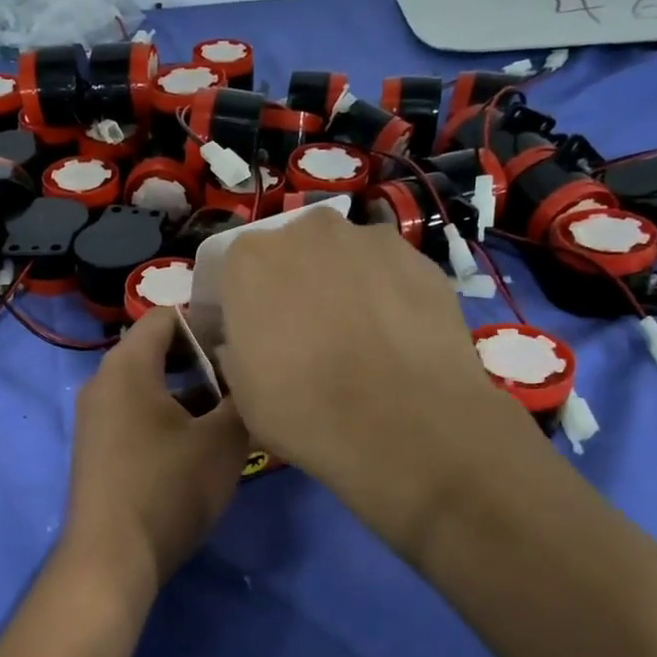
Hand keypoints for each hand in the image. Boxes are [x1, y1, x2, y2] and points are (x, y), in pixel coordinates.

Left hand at [60, 309, 249, 598]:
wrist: (111, 559)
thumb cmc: (168, 489)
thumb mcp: (222, 441)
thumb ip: (242, 398)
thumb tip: (250, 375)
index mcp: (126, 366)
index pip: (166, 316)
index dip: (208, 321)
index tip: (244, 341)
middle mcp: (103, 382)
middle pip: (157, 349)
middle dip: (204, 358)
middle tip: (244, 375)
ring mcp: (96, 417)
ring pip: (149, 385)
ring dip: (190, 390)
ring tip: (232, 409)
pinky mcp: (99, 448)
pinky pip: (137, 413)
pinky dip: (169, 415)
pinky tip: (202, 440)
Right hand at [215, 210, 545, 545]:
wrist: (407, 425)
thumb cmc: (305, 411)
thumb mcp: (242, 394)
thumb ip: (236, 351)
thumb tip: (248, 343)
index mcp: (251, 258)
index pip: (235, 272)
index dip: (242, 306)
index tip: (250, 339)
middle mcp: (308, 231)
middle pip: (292, 255)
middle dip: (293, 287)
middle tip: (303, 337)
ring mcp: (370, 239)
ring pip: (343, 260)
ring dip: (341, 287)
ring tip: (356, 340)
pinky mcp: (421, 259)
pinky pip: (388, 274)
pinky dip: (385, 296)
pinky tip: (393, 340)